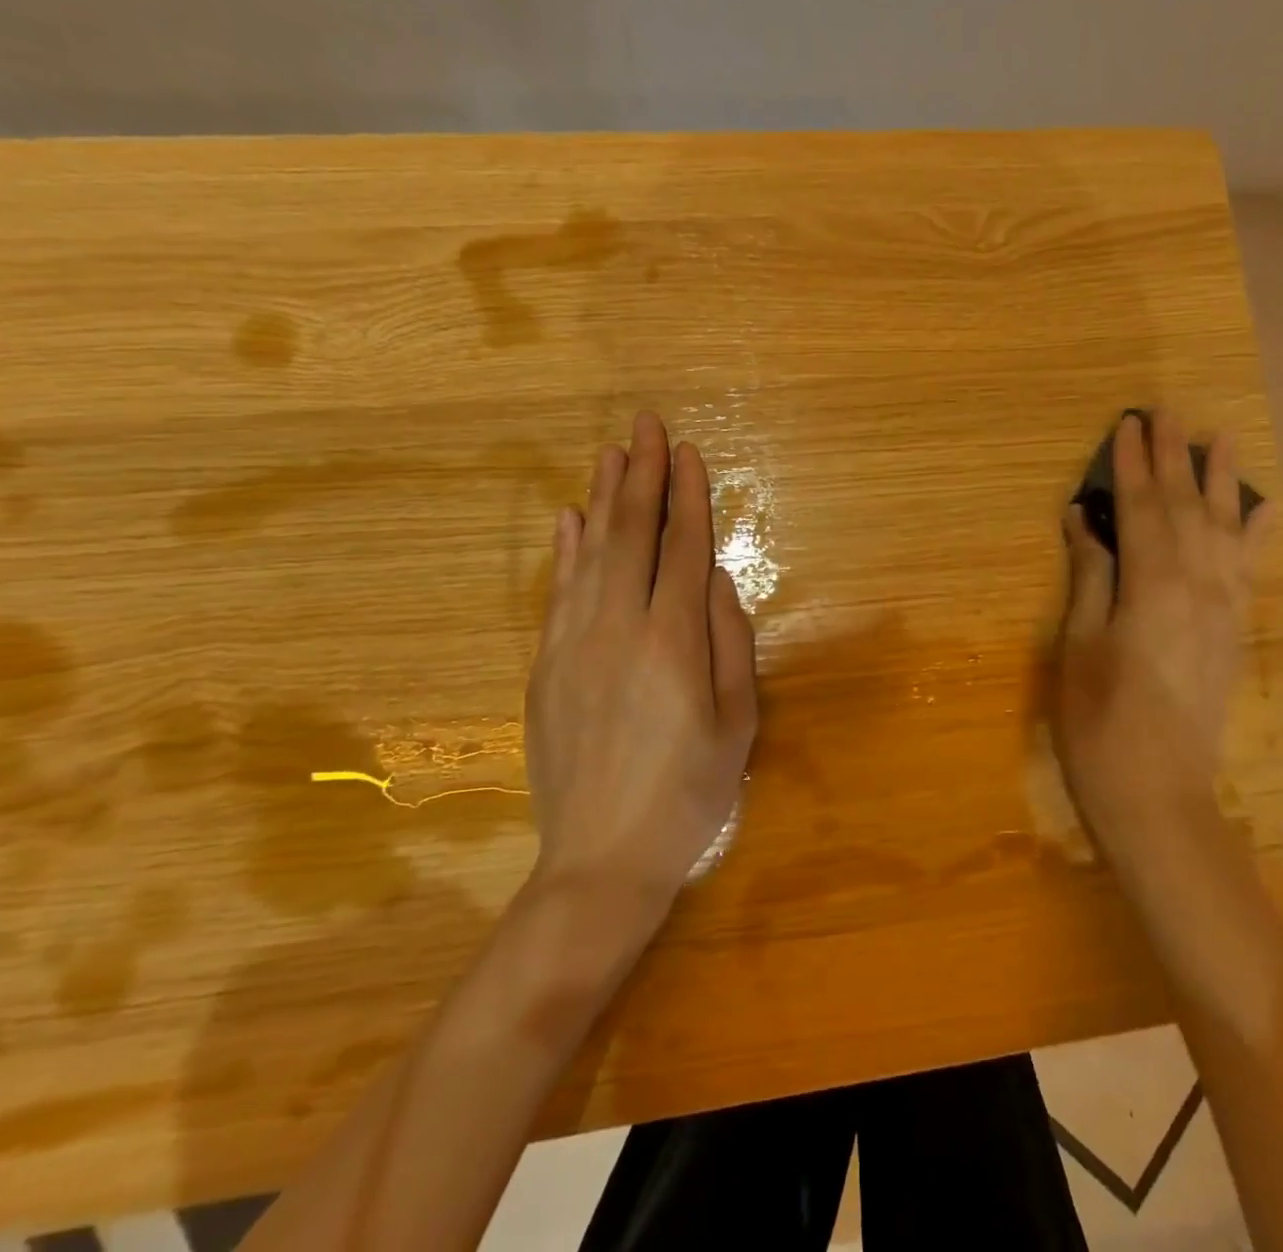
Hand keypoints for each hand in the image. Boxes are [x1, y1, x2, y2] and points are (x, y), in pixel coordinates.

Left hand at [524, 411, 757, 918]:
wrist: (602, 858)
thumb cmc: (689, 792)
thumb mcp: (737, 720)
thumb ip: (729, 641)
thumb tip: (712, 579)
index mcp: (672, 640)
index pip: (680, 547)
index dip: (686, 496)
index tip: (686, 451)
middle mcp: (617, 628)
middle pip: (630, 534)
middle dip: (640, 474)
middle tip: (645, 424)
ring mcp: (572, 645)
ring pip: (589, 554)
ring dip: (602, 498)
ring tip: (610, 453)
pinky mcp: (545, 667)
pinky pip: (557, 593)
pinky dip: (565, 551)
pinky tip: (569, 520)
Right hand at [1051, 410, 1270, 883]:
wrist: (1159, 794)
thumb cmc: (1099, 722)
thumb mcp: (1078, 646)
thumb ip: (1090, 576)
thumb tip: (1086, 519)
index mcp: (1153, 586)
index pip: (1143, 508)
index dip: (1133, 464)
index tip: (1126, 422)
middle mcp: (1199, 585)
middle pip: (1186, 507)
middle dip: (1174, 457)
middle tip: (1167, 411)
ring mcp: (1224, 608)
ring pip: (1224, 528)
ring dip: (1220, 480)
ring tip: (1221, 437)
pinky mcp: (1233, 631)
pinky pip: (1249, 568)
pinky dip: (1255, 533)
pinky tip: (1262, 508)